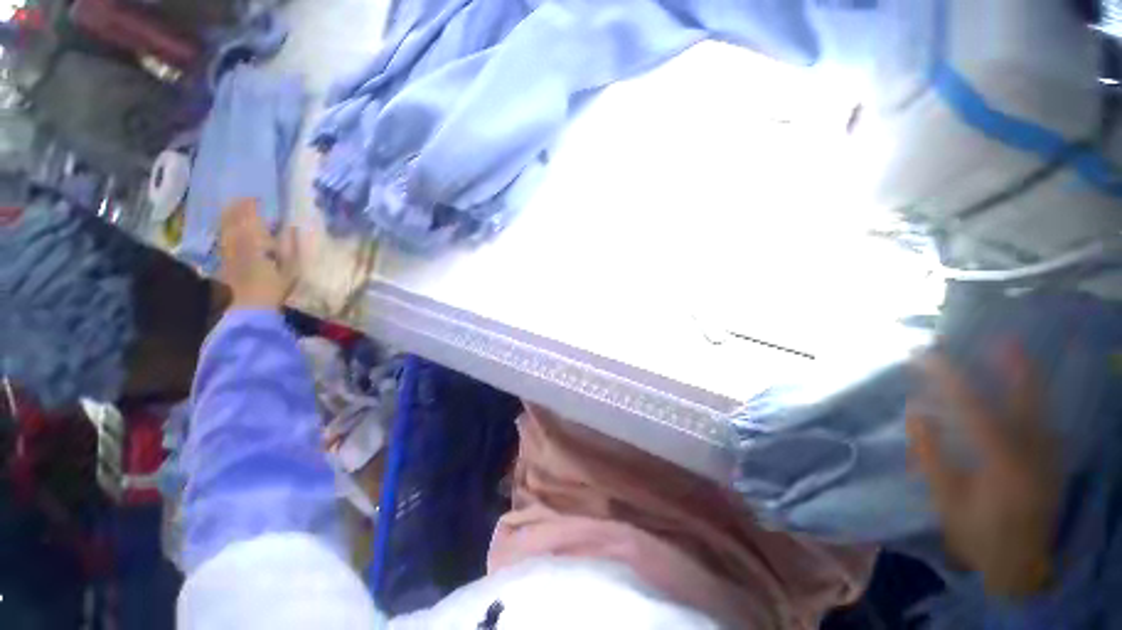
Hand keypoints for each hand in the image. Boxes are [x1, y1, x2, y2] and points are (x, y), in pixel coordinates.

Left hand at [219, 199, 297, 310]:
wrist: (250, 306)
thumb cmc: (275, 286)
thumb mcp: (292, 267)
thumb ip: (291, 245)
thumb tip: (291, 227)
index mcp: (256, 240)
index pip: (250, 216)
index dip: (252, 205)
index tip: (258, 198)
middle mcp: (238, 240)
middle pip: (233, 218)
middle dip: (237, 207)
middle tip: (244, 199)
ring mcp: (228, 249)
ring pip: (225, 226)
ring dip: (229, 215)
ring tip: (234, 209)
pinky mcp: (223, 259)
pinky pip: (223, 237)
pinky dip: (225, 228)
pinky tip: (228, 228)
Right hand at [906, 345, 1060, 599]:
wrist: (1018, 568)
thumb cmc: (975, 533)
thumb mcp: (945, 498)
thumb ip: (930, 453)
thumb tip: (916, 411)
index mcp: (1002, 462)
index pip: (973, 406)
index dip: (947, 377)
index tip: (924, 356)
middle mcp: (1034, 452)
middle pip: (1026, 399)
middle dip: (1011, 366)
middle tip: (998, 337)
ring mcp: (1050, 456)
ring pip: (1041, 406)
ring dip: (1025, 377)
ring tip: (1012, 350)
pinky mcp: (1054, 462)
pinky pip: (1044, 419)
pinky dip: (1033, 397)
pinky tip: (1024, 389)